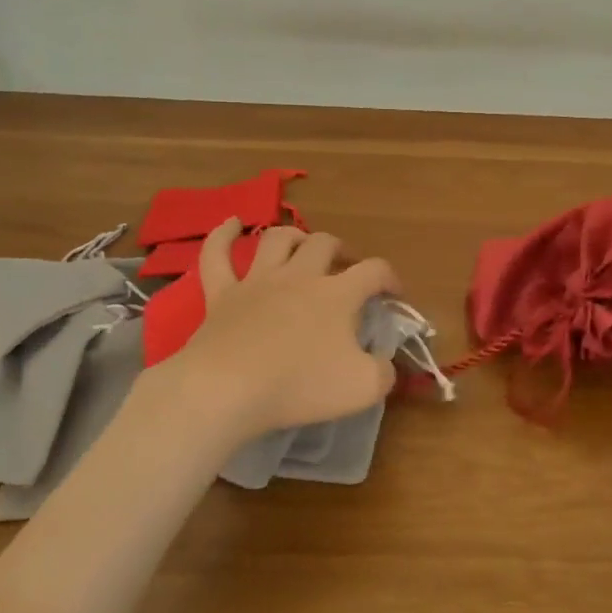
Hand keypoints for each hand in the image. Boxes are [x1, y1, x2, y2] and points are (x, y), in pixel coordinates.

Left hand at [163, 219, 400, 442]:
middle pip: (324, 244)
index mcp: (338, 294)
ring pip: (277, 239)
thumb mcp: (363, 387)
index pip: (374, 271)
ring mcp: (257, 281)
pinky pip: (217, 255)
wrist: (228, 389)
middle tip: (346, 267)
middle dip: (341, 250)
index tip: (394, 295)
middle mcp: (300, 276)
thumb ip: (384, 371)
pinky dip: (223, 236)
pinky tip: (231, 224)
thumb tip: (385, 362)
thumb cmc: (300, 386)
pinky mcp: (221, 294)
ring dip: (294, 237)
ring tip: (302, 246)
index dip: (390, 278)